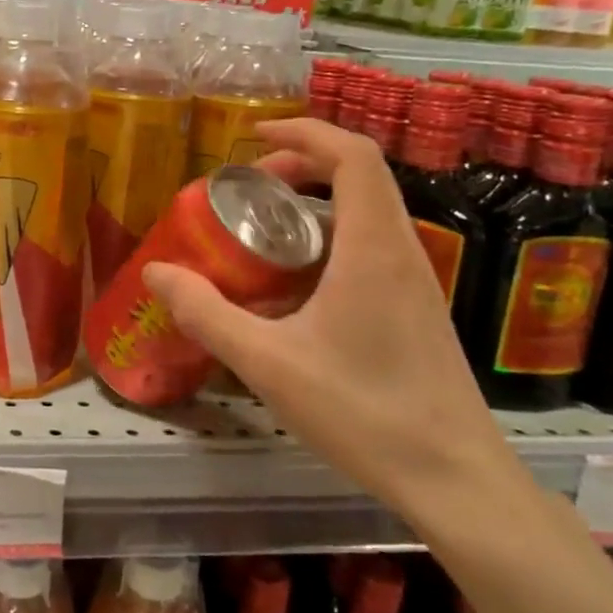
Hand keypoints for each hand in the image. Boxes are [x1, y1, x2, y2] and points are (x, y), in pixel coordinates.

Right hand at [142, 118, 520, 523]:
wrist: (455, 480)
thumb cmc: (363, 412)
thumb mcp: (268, 363)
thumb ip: (207, 314)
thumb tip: (157, 273)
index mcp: (373, 248)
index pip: (353, 155)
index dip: (304, 131)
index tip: (254, 137)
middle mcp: (402, 251)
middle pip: (360, 176)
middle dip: (302, 164)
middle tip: (249, 186)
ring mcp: (416, 282)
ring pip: (367, 213)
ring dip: (316, 204)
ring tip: (263, 231)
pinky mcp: (417, 310)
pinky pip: (371, 248)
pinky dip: (329, 240)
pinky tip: (294, 289)